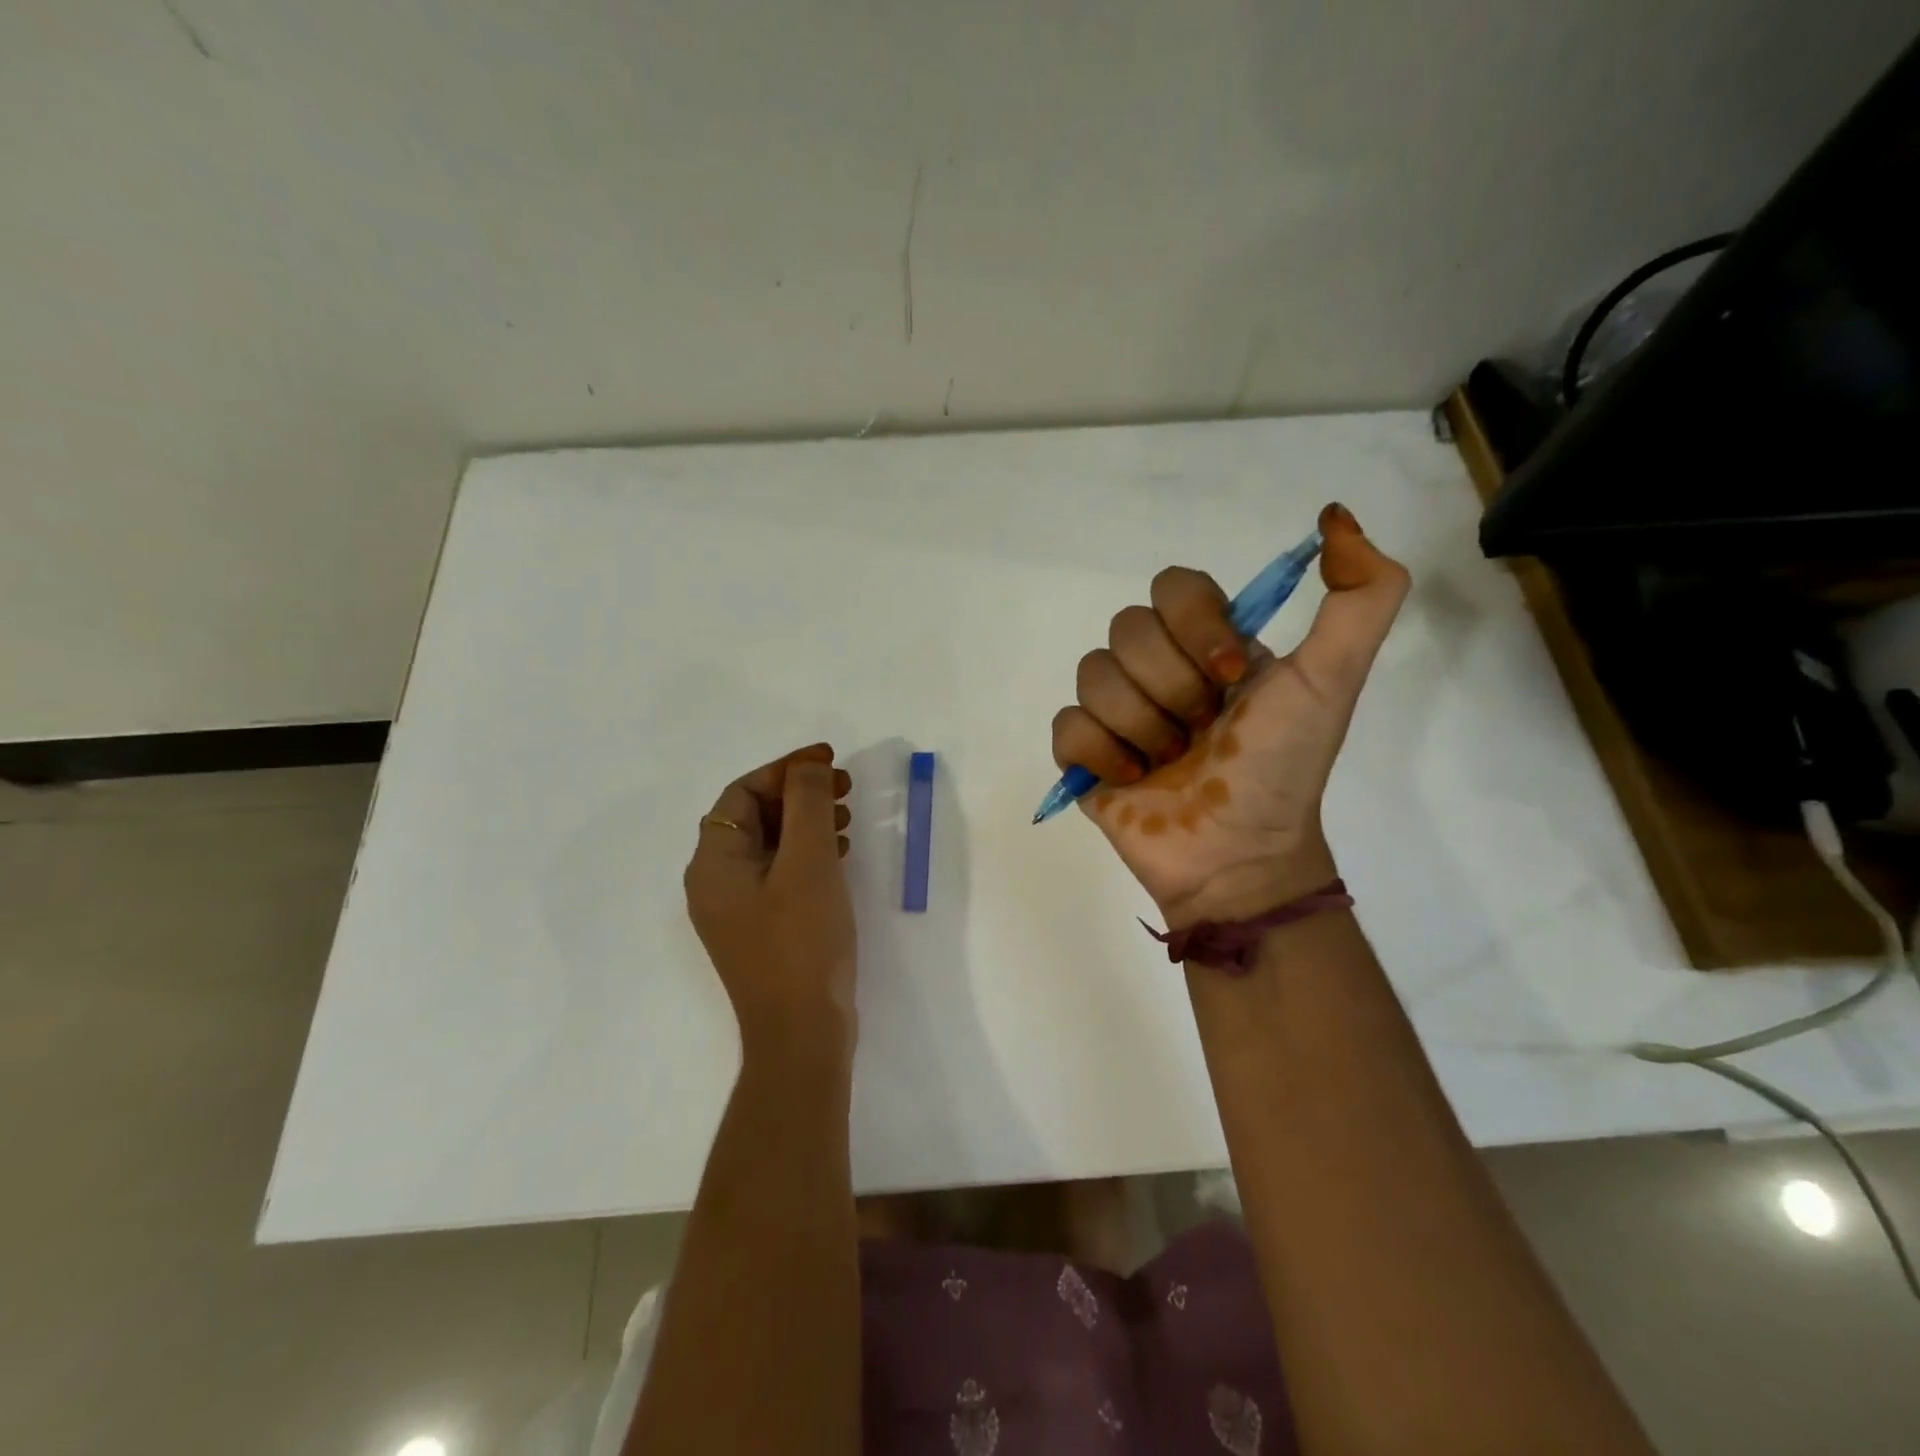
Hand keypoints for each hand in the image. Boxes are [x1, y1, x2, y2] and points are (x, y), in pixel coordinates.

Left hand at [684, 744, 856, 1064]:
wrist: (802, 1033)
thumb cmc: (801, 941)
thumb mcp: (808, 862)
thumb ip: (807, 804)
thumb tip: (807, 765)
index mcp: (713, 863)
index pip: (741, 794)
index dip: (785, 769)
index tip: (829, 760)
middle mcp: (715, 883)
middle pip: (753, 818)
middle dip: (798, 794)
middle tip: (844, 787)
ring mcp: (737, 911)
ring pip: (769, 846)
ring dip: (806, 822)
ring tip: (847, 817)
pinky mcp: (762, 930)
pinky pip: (780, 874)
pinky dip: (808, 854)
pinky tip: (841, 855)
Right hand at [1049, 503, 1409, 927]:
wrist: (1240, 856)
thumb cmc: (1283, 768)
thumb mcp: (1334, 680)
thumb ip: (1361, 597)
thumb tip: (1336, 515)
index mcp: (1209, 644)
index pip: (1173, 586)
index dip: (1194, 626)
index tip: (1231, 677)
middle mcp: (1159, 668)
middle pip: (1127, 629)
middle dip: (1172, 688)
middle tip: (1203, 731)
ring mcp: (1117, 711)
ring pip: (1092, 674)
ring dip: (1141, 725)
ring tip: (1170, 762)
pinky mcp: (1085, 754)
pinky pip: (1067, 724)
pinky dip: (1102, 753)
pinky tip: (1133, 779)